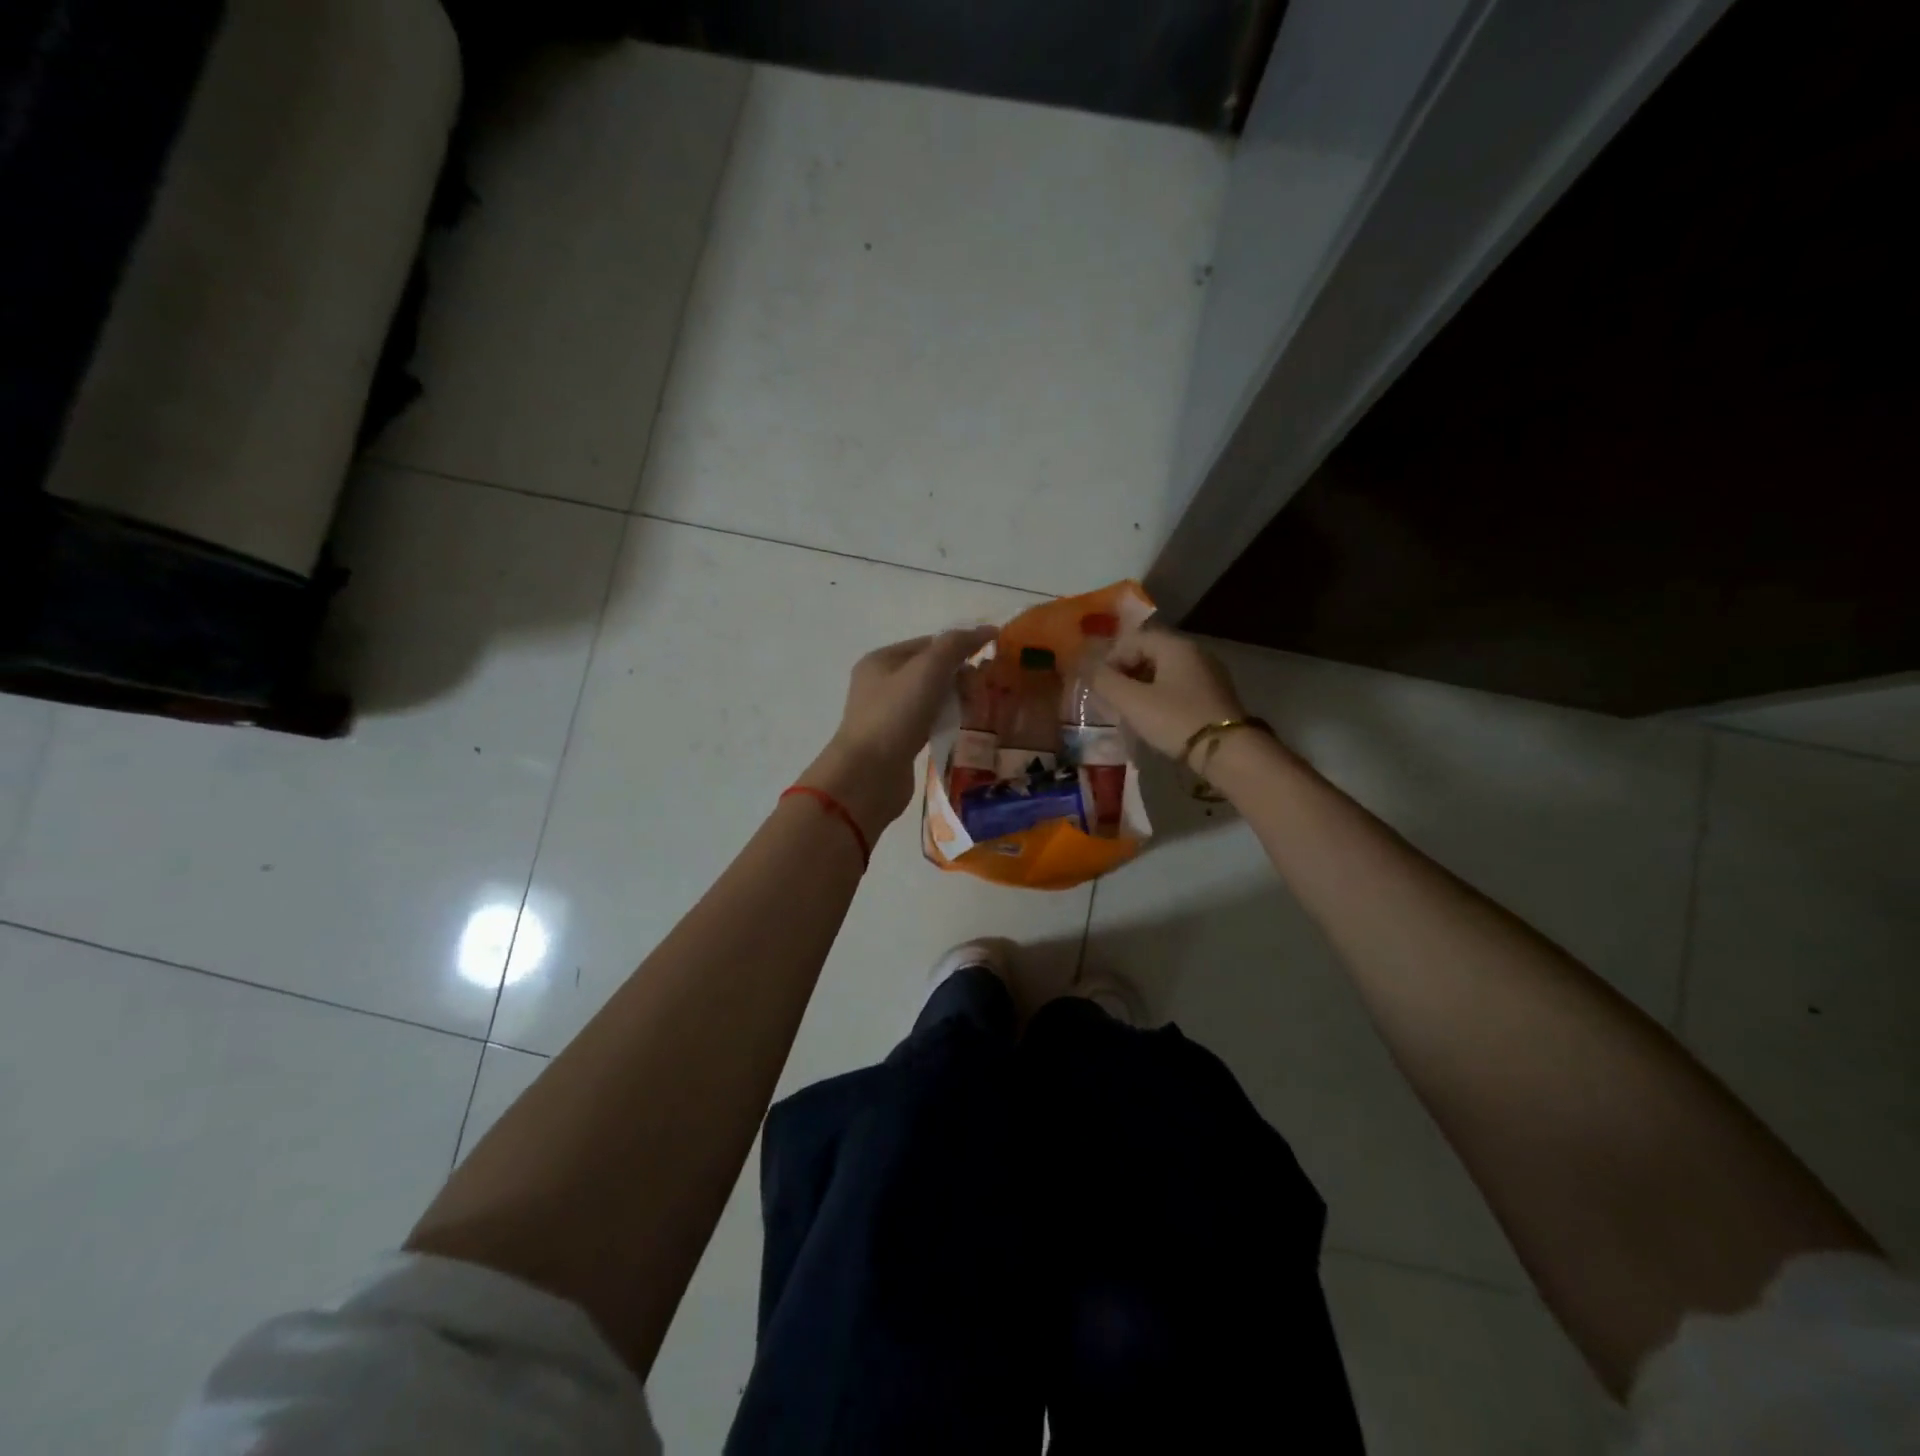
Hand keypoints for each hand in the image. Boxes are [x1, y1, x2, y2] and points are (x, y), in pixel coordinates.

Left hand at [800, 626, 997, 839]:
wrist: (868, 775)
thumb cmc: (895, 715)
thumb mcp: (928, 670)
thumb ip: (956, 645)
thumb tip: (987, 630)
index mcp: (881, 660)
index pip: (929, 643)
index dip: (960, 647)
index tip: (989, 661)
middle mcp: (880, 684)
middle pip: (931, 671)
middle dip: (960, 677)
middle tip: (983, 692)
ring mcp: (887, 715)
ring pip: (931, 699)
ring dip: (956, 701)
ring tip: (978, 711)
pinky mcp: (896, 743)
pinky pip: (928, 724)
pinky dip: (946, 723)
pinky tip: (961, 730)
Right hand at [1092, 624, 1249, 762]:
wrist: (1228, 752)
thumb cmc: (1176, 720)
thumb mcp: (1132, 702)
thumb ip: (1104, 681)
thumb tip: (1083, 665)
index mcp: (1175, 646)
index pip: (1133, 639)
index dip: (1110, 659)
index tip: (1099, 685)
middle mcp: (1194, 653)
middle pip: (1149, 654)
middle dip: (1124, 673)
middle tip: (1110, 699)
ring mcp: (1208, 675)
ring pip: (1163, 672)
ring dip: (1140, 687)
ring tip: (1127, 711)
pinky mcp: (1214, 696)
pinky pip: (1178, 688)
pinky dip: (1159, 697)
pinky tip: (1152, 719)